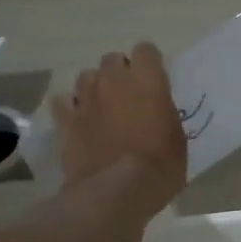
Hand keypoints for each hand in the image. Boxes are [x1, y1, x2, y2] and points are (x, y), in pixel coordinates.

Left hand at [51, 42, 187, 214]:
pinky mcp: (65, 120)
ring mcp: (86, 99)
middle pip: (112, 59)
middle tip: (128, 97)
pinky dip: (70, 109)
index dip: (149, 64)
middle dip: (119, 73)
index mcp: (147, 80)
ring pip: (86, 77)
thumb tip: (156, 111)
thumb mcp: (177, 138)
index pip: (146, 50)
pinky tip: (78, 122)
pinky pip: (63, 103)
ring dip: (95, 88)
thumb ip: (164, 114)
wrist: (117, 191)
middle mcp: (114, 80)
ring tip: (101, 109)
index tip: (153, 81)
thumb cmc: (160, 166)